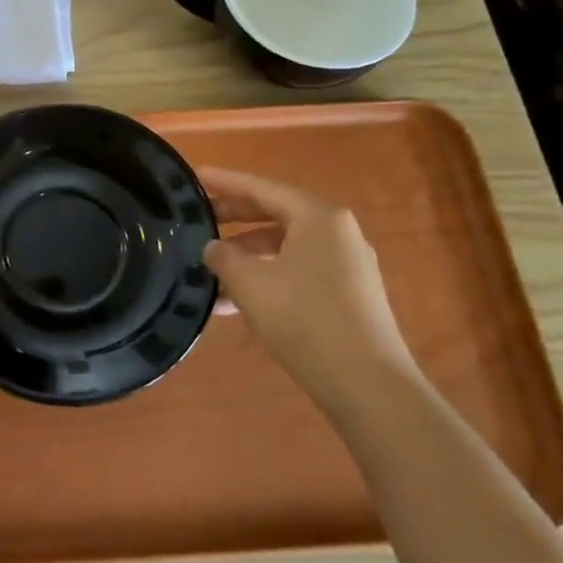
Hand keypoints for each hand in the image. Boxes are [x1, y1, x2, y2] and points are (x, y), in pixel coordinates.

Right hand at [200, 167, 418, 413]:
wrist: (368, 386)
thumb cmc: (305, 321)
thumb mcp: (251, 284)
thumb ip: (224, 257)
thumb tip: (213, 247)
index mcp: (318, 217)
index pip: (261, 188)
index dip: (224, 182)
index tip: (194, 176)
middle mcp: (337, 232)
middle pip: (275, 213)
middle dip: (234, 217)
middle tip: (197, 216)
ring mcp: (346, 264)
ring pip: (285, 246)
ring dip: (247, 254)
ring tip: (209, 267)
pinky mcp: (348, 294)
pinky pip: (297, 270)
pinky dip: (267, 276)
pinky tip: (235, 301)